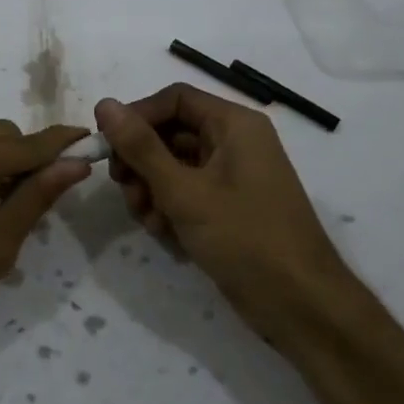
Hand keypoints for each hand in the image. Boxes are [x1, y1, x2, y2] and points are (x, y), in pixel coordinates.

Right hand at [95, 85, 347, 336]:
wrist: (299, 304)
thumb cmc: (244, 237)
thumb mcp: (184, 191)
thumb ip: (140, 147)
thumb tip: (104, 104)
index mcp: (234, 124)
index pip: (174, 98)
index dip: (137, 116)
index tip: (107, 145)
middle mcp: (235, 142)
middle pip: (170, 132)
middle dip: (141, 161)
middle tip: (124, 188)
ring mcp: (232, 177)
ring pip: (173, 166)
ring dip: (150, 189)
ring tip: (147, 220)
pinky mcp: (228, 207)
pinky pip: (187, 193)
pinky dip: (169, 208)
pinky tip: (164, 234)